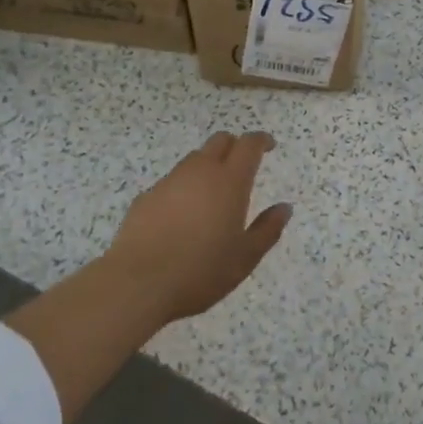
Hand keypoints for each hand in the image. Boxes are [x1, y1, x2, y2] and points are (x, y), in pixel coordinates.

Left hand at [105, 131, 291, 324]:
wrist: (138, 282)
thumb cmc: (200, 271)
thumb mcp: (244, 258)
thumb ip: (267, 230)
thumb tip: (284, 208)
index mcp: (229, 181)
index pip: (248, 144)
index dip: (261, 140)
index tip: (269, 145)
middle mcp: (200, 171)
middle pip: (220, 141)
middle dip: (234, 146)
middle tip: (241, 166)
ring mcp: (170, 181)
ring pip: (194, 159)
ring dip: (208, 166)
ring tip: (211, 195)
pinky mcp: (147, 196)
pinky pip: (172, 181)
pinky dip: (183, 188)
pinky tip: (181, 216)